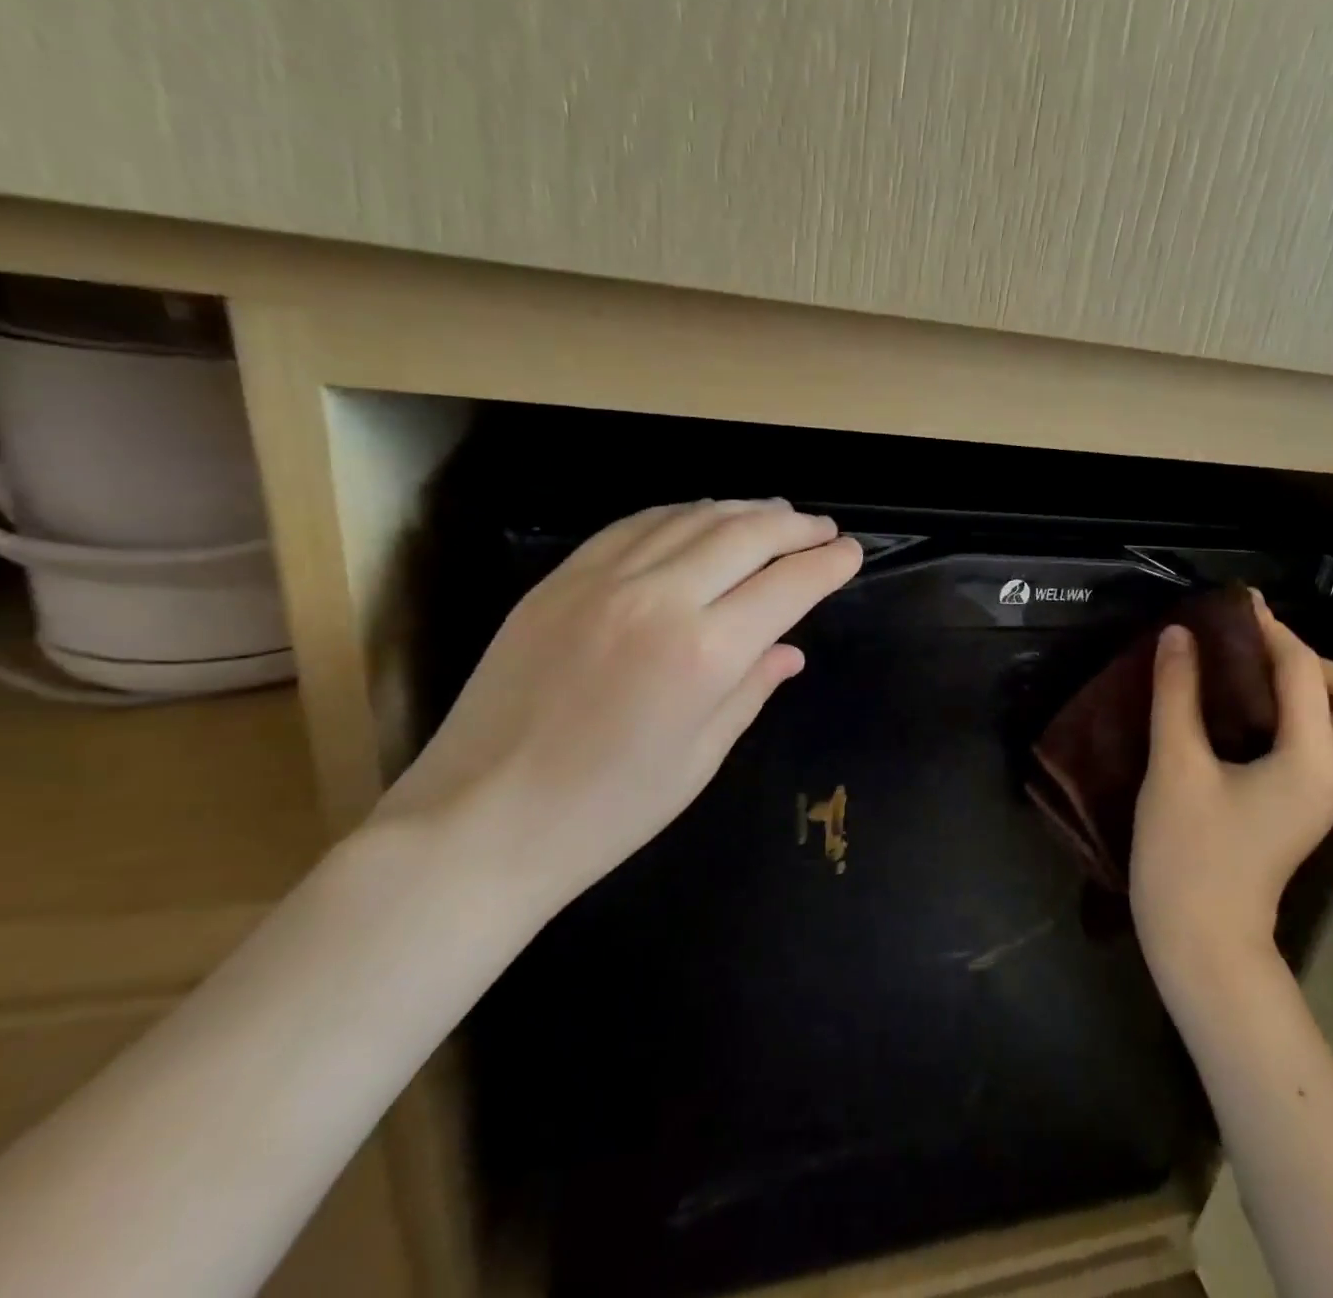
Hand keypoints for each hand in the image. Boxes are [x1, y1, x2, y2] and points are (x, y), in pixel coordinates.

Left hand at [379, 499, 861, 921]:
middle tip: (824, 528)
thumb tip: (789, 649)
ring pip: (691, 518)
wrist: (480, 822)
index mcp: (704, 653)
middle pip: (745, 534)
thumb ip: (751, 688)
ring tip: (776, 513)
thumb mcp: (701, 757)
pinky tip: (700, 518)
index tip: (852, 553)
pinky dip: (680, 514)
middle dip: (796, 527)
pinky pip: (635, 525)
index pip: (787, 585)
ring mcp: (602, 580)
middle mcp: (658, 598)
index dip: (828, 564)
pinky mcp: (560, 579)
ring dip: (743, 510)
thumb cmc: (608, 811)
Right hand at [1130, 589, 1332, 1002]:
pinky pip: (1315, 742)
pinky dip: (1289, 714)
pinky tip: (1237, 711)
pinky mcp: (1299, 807)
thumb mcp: (1176, 766)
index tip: (1237, 604)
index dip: (1272, 631)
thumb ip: (1178, 694)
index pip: (1305, 674)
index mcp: (1311, 761)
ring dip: (1308, 689)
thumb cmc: (1188, 854)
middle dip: (1317, 664)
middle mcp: (1332, 775)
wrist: (1201, 941)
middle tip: (1257, 655)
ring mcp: (1320, 795)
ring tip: (1246, 675)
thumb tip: (1180, 635)